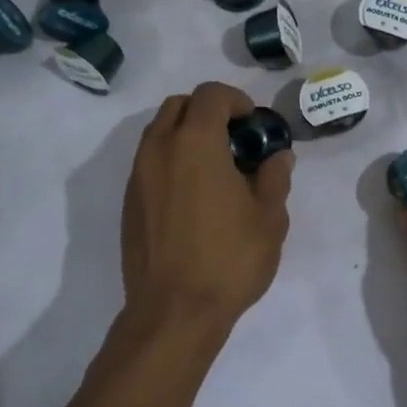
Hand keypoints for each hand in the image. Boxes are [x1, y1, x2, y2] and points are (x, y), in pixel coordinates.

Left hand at [120, 82, 293, 335]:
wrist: (174, 311)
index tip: (254, 124)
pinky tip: (193, 195)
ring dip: (186, 135)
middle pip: (178, 105)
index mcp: (196, 143)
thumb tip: (278, 156)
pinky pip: (148, 162)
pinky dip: (170, 160)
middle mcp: (160, 149)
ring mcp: (138, 175)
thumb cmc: (229, 259)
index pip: (210, 95)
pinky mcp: (129, 202)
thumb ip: (275, 177)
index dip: (236, 100)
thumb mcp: (269, 218)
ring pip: (158, 132)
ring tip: (214, 168)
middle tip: (235, 140)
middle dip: (208, 111)